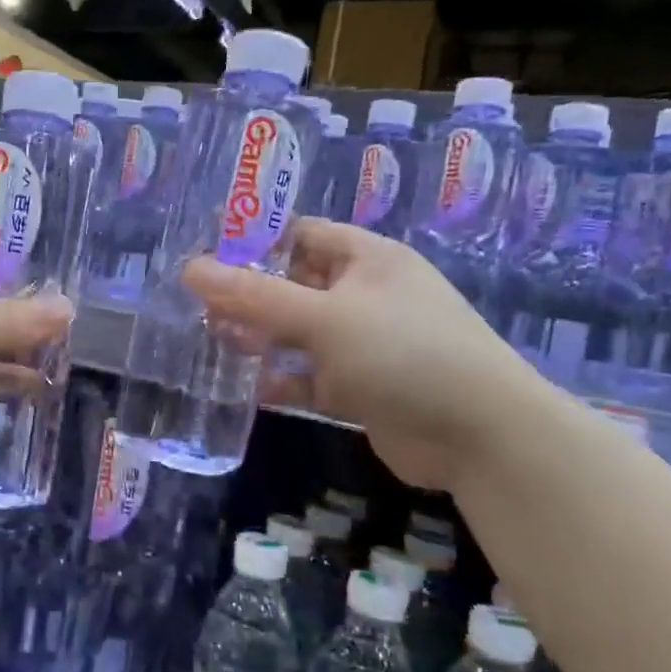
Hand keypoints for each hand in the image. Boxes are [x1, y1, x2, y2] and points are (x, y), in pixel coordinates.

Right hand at [183, 220, 556, 489]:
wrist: (480, 437)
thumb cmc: (404, 354)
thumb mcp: (325, 318)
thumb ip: (256, 296)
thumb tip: (190, 268)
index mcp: (366, 259)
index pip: (300, 234)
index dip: (253, 239)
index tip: (203, 252)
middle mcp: (363, 295)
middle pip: (292, 284)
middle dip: (248, 294)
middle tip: (196, 305)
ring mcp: (362, 343)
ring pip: (297, 333)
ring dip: (260, 338)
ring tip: (211, 342)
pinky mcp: (359, 387)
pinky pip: (309, 375)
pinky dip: (282, 380)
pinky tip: (248, 388)